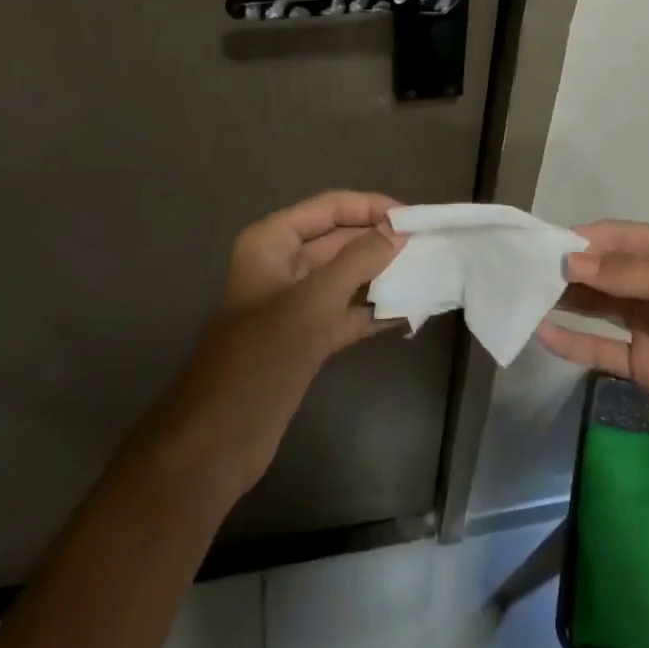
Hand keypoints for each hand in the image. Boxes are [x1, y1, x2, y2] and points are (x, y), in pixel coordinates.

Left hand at [152, 191, 404, 499]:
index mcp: (272, 242)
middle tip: (429, 244)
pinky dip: (373, 311)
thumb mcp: (314, 300)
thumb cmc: (262, 356)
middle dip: (381, 241)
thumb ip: (358, 260)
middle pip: (339, 240)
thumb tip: (398, 230)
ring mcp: (294, 304)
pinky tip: (410, 311)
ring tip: (428, 271)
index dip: (371, 207)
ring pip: (345, 277)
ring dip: (382, 275)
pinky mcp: (305, 338)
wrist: (219, 440)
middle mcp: (282, 265)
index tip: (414, 217)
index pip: (329, 207)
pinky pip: (345, 313)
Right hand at [538, 221, 648, 465]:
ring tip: (522, 297)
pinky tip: (543, 335)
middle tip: (521, 272)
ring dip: (563, 301)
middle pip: (601, 270)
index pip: (615, 237)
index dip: (579, 240)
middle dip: (565, 269)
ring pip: (595, 305)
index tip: (539, 245)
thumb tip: (571, 262)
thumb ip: (632, 275)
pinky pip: (600, 347)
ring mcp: (647, 323)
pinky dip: (572, 342)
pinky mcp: (643, 363)